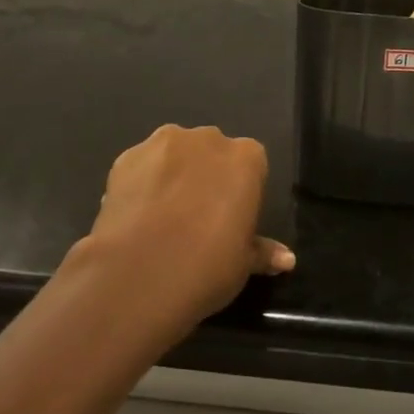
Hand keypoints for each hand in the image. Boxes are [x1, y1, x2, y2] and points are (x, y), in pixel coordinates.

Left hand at [65, 124, 293, 332]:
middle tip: (197, 216)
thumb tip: (287, 258)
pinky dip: (141, 182)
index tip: (231, 217)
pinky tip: (136, 215)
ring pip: (174, 153)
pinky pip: (141, 165)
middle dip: (206, 174)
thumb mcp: (243, 264)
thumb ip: (262, 251)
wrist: (138, 274)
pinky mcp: (126, 156)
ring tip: (162, 215)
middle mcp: (207, 139)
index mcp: (246, 158)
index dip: (241, 190)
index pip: (251, 164)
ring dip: (173, 173)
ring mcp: (163, 143)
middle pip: (212, 151)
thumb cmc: (207, 266)